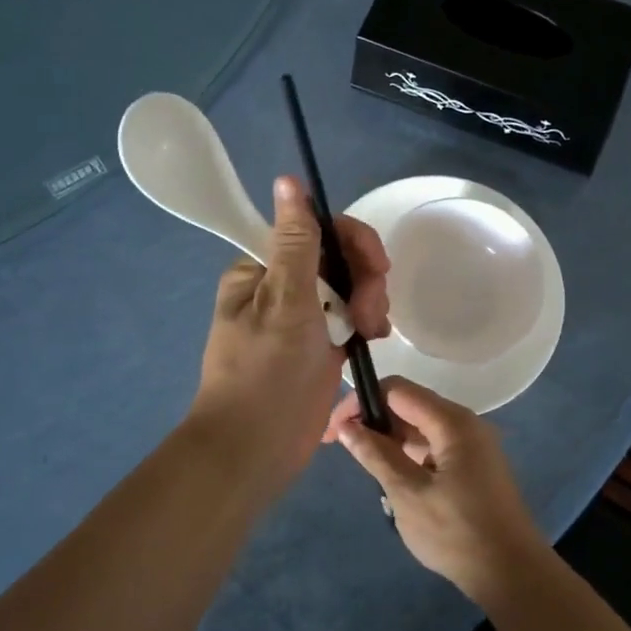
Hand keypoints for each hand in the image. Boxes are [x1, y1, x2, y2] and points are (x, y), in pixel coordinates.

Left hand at [190, 176, 390, 494]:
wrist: (254, 450)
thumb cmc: (265, 374)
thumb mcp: (284, 303)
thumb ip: (295, 243)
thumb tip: (288, 180)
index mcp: (262, 268)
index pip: (315, 229)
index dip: (352, 240)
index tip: (376, 266)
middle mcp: (281, 285)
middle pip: (338, 257)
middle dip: (365, 278)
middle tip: (371, 315)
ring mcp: (303, 316)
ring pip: (350, 285)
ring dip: (369, 301)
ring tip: (372, 332)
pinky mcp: (320, 344)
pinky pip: (351, 315)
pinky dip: (367, 321)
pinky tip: (374, 338)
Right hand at [322, 376, 543, 601]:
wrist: (512, 573)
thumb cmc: (457, 533)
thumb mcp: (407, 494)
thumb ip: (376, 455)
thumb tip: (347, 427)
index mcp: (452, 422)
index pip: (396, 390)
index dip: (361, 402)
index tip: (333, 430)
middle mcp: (464, 424)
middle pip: (409, 406)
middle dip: (373, 421)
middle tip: (342, 448)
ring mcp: (472, 445)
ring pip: (420, 429)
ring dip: (391, 443)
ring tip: (367, 471)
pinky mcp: (473, 466)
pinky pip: (434, 448)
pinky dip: (410, 458)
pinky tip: (395, 485)